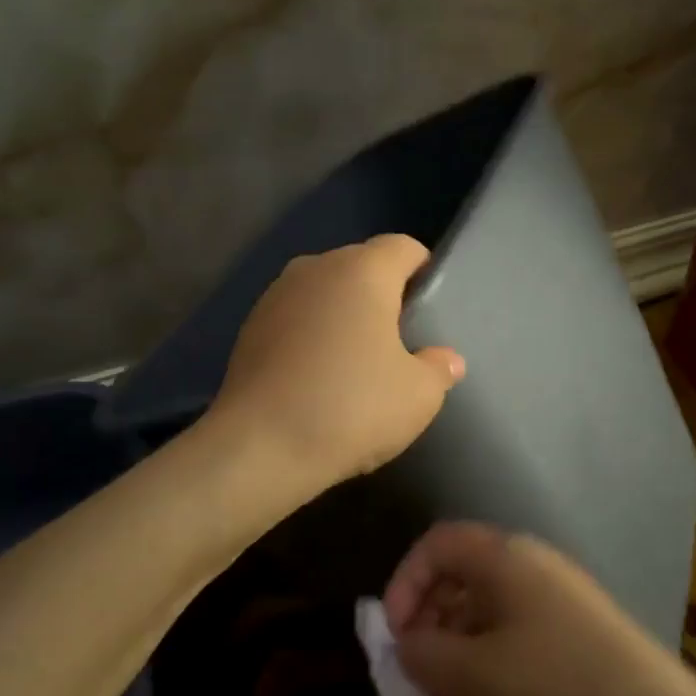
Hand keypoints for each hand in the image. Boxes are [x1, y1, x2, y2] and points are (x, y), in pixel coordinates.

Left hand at [211, 234, 464, 491]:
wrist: (260, 447)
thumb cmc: (352, 408)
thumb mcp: (418, 395)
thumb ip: (438, 368)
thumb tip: (446, 359)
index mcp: (362, 271)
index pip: (402, 247)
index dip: (422, 270)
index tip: (430, 307)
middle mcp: (316, 269)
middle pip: (360, 265)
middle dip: (381, 293)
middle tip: (398, 340)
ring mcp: (276, 296)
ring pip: (324, 291)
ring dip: (342, 314)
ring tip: (355, 360)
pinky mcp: (249, 328)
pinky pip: (295, 318)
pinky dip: (310, 334)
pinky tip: (316, 376)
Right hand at [382, 523, 695, 695]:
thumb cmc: (559, 685)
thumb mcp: (479, 674)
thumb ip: (427, 655)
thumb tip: (402, 646)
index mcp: (504, 557)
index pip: (437, 543)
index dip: (404, 582)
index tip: (392, 635)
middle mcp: (528, 565)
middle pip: (458, 577)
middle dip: (427, 623)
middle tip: (414, 675)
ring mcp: (554, 598)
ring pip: (483, 612)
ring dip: (454, 652)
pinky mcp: (571, 632)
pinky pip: (511, 634)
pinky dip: (484, 664)